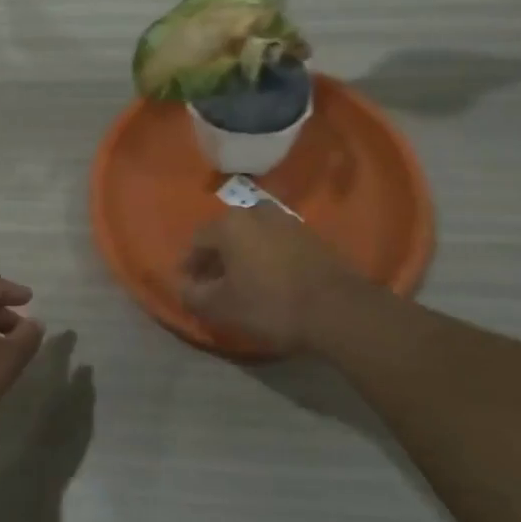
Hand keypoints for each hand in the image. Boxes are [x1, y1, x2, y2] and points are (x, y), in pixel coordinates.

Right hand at [179, 205, 372, 355]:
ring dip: (243, 256)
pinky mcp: (311, 235)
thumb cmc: (271, 305)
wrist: (338, 309)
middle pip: (226, 234)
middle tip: (214, 285)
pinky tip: (271, 280)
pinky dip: (267, 257)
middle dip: (216, 258)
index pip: (197, 241)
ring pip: (253, 236)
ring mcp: (287, 221)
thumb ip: (194, 296)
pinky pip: (277, 243)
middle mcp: (256, 212)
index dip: (189, 265)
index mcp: (229, 224)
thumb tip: (182, 287)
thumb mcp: (222, 308)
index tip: (189, 286)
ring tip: (244, 282)